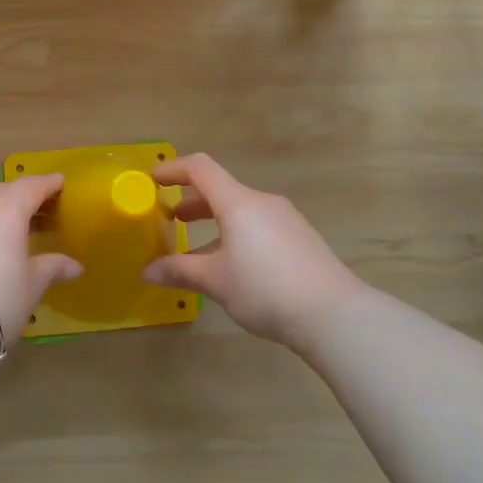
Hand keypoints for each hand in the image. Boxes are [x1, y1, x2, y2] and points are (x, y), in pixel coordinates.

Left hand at [0, 174, 82, 363]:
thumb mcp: (31, 285)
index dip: (48, 184)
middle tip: (39, 211)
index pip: (32, 186)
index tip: (60, 183)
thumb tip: (75, 266)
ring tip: (11, 229)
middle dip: (22, 198)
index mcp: (6, 207)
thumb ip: (52, 267)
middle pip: (4, 192)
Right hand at [143, 154, 365, 350]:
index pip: (201, 169)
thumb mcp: (216, 281)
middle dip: (193, 201)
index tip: (153, 180)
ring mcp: (286, 219)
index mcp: (239, 203)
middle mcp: (263, 202)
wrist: (334, 314)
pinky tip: (234, 266)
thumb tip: (148, 271)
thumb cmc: (265, 288)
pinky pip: (259, 226)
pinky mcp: (301, 239)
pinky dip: (237, 234)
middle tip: (171, 219)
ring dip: (215, 222)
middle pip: (221, 190)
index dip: (174, 169)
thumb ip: (180, 271)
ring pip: (241, 211)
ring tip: (198, 249)